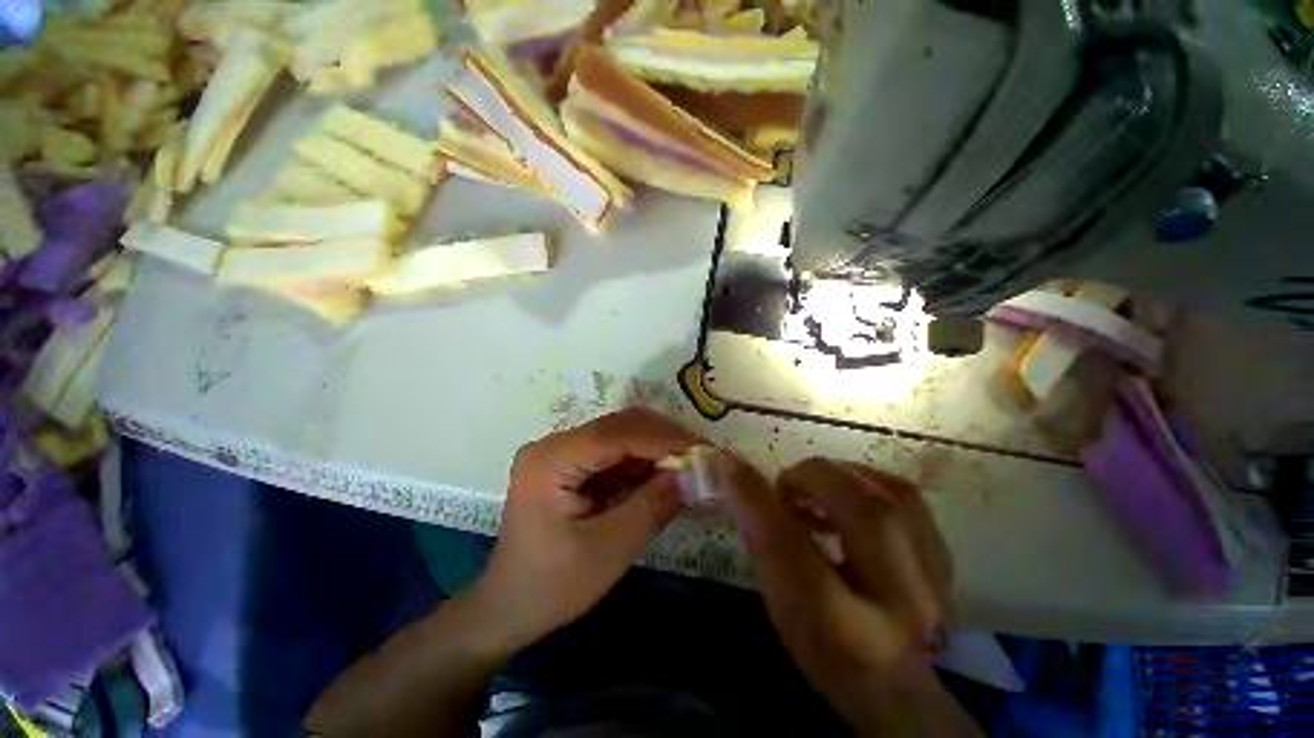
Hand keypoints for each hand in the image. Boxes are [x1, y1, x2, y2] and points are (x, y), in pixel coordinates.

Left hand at [470, 408, 698, 650]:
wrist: (508, 609)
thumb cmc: (551, 587)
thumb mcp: (609, 550)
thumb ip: (653, 506)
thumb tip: (694, 474)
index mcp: (551, 460)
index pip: (615, 434)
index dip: (663, 439)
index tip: (703, 449)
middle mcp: (555, 445)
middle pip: (619, 426)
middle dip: (663, 439)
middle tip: (701, 457)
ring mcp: (562, 452)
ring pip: (621, 434)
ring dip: (656, 449)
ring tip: (689, 467)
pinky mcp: (572, 464)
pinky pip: (616, 452)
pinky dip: (643, 462)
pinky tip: (664, 476)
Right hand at [719, 455, 962, 734]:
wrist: (893, 685)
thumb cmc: (822, 643)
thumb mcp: (780, 598)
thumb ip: (760, 536)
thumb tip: (733, 471)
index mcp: (840, 626)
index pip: (788, 548)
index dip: (755, 498)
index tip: (728, 461)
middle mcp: (898, 604)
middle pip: (861, 513)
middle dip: (811, 479)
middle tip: (785, 488)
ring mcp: (934, 581)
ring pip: (893, 496)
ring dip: (843, 478)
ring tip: (816, 488)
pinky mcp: (945, 560)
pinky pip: (907, 499)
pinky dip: (869, 484)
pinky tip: (848, 495)